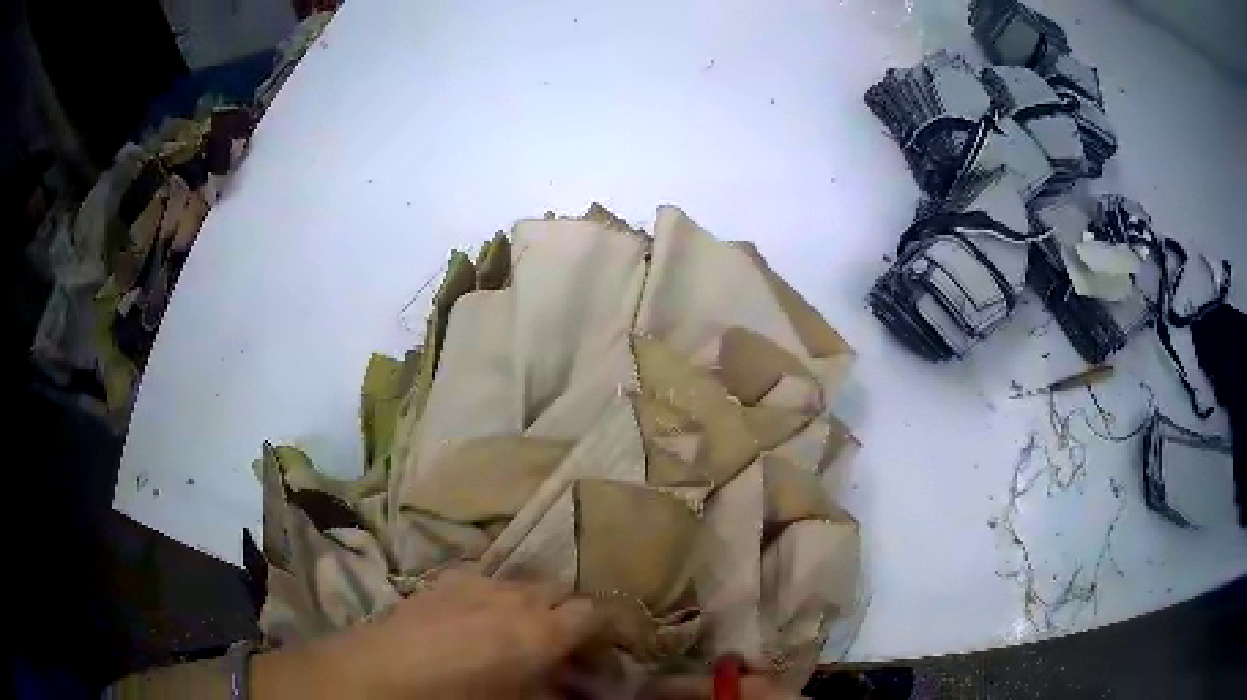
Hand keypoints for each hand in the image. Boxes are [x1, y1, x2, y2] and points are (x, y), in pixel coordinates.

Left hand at [252, 568, 600, 698]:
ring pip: (524, 583)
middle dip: (571, 616)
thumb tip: (575, 688)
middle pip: (562, 591)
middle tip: (564, 647)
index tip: (611, 649)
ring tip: (519, 634)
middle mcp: (515, 596)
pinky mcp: (445, 579)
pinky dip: (496, 597)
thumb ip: (554, 692)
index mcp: (542, 630)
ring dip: (533, 605)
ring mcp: (477, 582)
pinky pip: (487, 580)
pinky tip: (477, 621)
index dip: (610, 629)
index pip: (597, 613)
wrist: (378, 676)